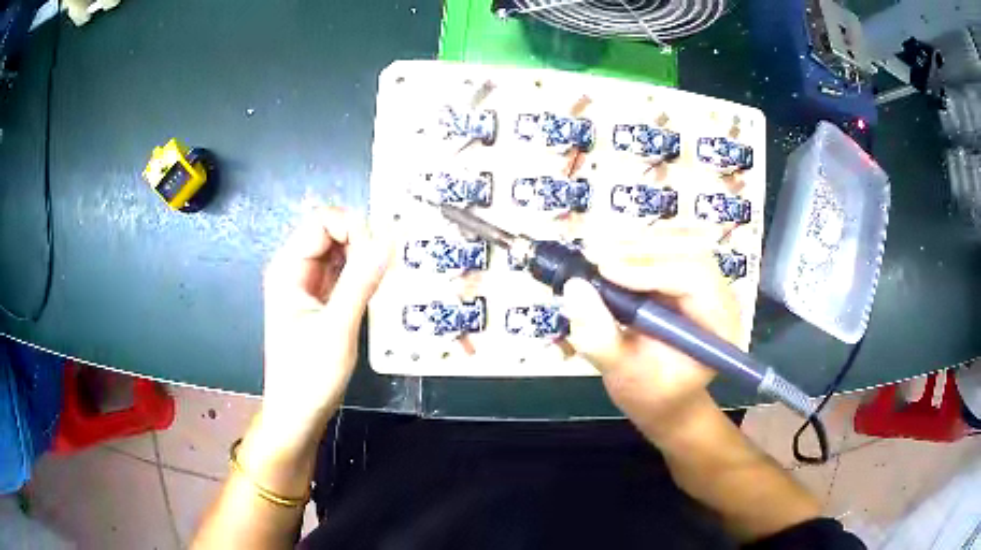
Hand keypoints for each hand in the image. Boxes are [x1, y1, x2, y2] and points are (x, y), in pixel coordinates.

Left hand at [260, 207, 390, 442]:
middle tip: (389, 268)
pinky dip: (363, 276)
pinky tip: (379, 289)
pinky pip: (344, 274)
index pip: (322, 221)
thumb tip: (390, 239)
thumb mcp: (337, 328)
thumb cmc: (309, 376)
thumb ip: (362, 282)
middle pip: (332, 233)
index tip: (380, 253)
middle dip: (362, 241)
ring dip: (365, 259)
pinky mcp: (321, 301)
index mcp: (288, 268)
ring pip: (341, 253)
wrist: (298, 415)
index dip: (353, 227)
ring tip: (389, 277)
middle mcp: (296, 270)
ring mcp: (308, 286)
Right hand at [562, 228, 739, 442]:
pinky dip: (636, 248)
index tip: (604, 269)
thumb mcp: (623, 374)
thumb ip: (600, 338)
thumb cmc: (651, 394)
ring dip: (636, 243)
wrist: (664, 398)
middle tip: (595, 252)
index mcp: (720, 326)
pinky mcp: (687, 278)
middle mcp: (720, 297)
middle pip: (688, 253)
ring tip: (596, 250)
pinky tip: (609, 253)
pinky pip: (666, 251)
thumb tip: (574, 288)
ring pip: (677, 245)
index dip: (650, 270)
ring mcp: (705, 285)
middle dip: (641, 249)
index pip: (695, 280)